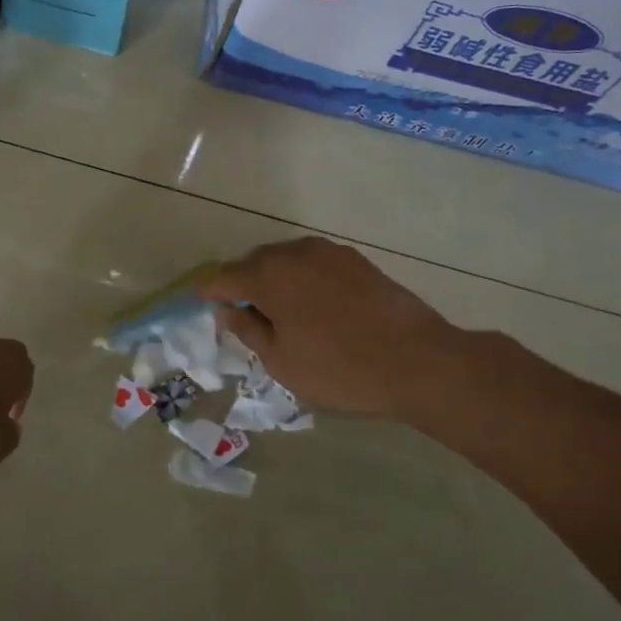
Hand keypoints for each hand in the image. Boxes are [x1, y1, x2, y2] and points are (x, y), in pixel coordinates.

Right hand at [199, 237, 483, 421]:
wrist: (418, 361)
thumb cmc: (339, 368)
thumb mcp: (282, 361)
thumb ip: (248, 329)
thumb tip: (227, 310)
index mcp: (268, 276)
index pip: (224, 278)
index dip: (210, 292)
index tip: (202, 304)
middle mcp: (295, 253)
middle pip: (255, 263)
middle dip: (244, 284)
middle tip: (244, 315)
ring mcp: (329, 252)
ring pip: (287, 260)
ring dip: (276, 279)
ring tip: (281, 312)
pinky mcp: (356, 260)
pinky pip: (315, 264)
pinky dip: (304, 279)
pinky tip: (315, 305)